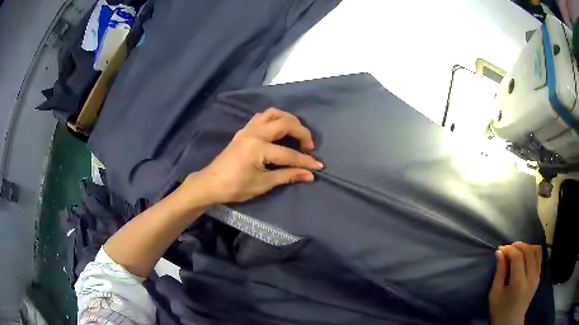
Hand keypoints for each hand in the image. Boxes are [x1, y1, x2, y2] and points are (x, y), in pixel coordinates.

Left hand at [185, 107, 322, 204]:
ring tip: (297, 132)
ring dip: (289, 120)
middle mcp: (254, 133)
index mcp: (257, 148)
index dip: (305, 161)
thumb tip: (310, 175)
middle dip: (301, 132)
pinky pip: (263, 116)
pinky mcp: (244, 130)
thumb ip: (287, 176)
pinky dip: (275, 118)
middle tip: (309, 146)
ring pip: (273, 113)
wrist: (211, 183)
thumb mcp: (262, 184)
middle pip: (284, 124)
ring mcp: (247, 129)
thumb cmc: (235, 187)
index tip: (318, 166)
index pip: (288, 153)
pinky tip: (280, 129)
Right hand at [489, 242, 541, 324]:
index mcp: (518, 284)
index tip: (501, 249)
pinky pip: (539, 256)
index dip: (509, 249)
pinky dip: (532, 251)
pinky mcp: (539, 275)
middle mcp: (531, 277)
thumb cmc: (500, 310)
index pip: (517, 258)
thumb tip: (499, 252)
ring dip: (526, 246)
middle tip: (508, 248)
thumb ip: (499, 272)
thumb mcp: (495, 294)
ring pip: (536, 250)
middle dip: (518, 245)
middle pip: (528, 251)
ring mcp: (537, 276)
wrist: (511, 322)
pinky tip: (524, 256)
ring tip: (517, 251)